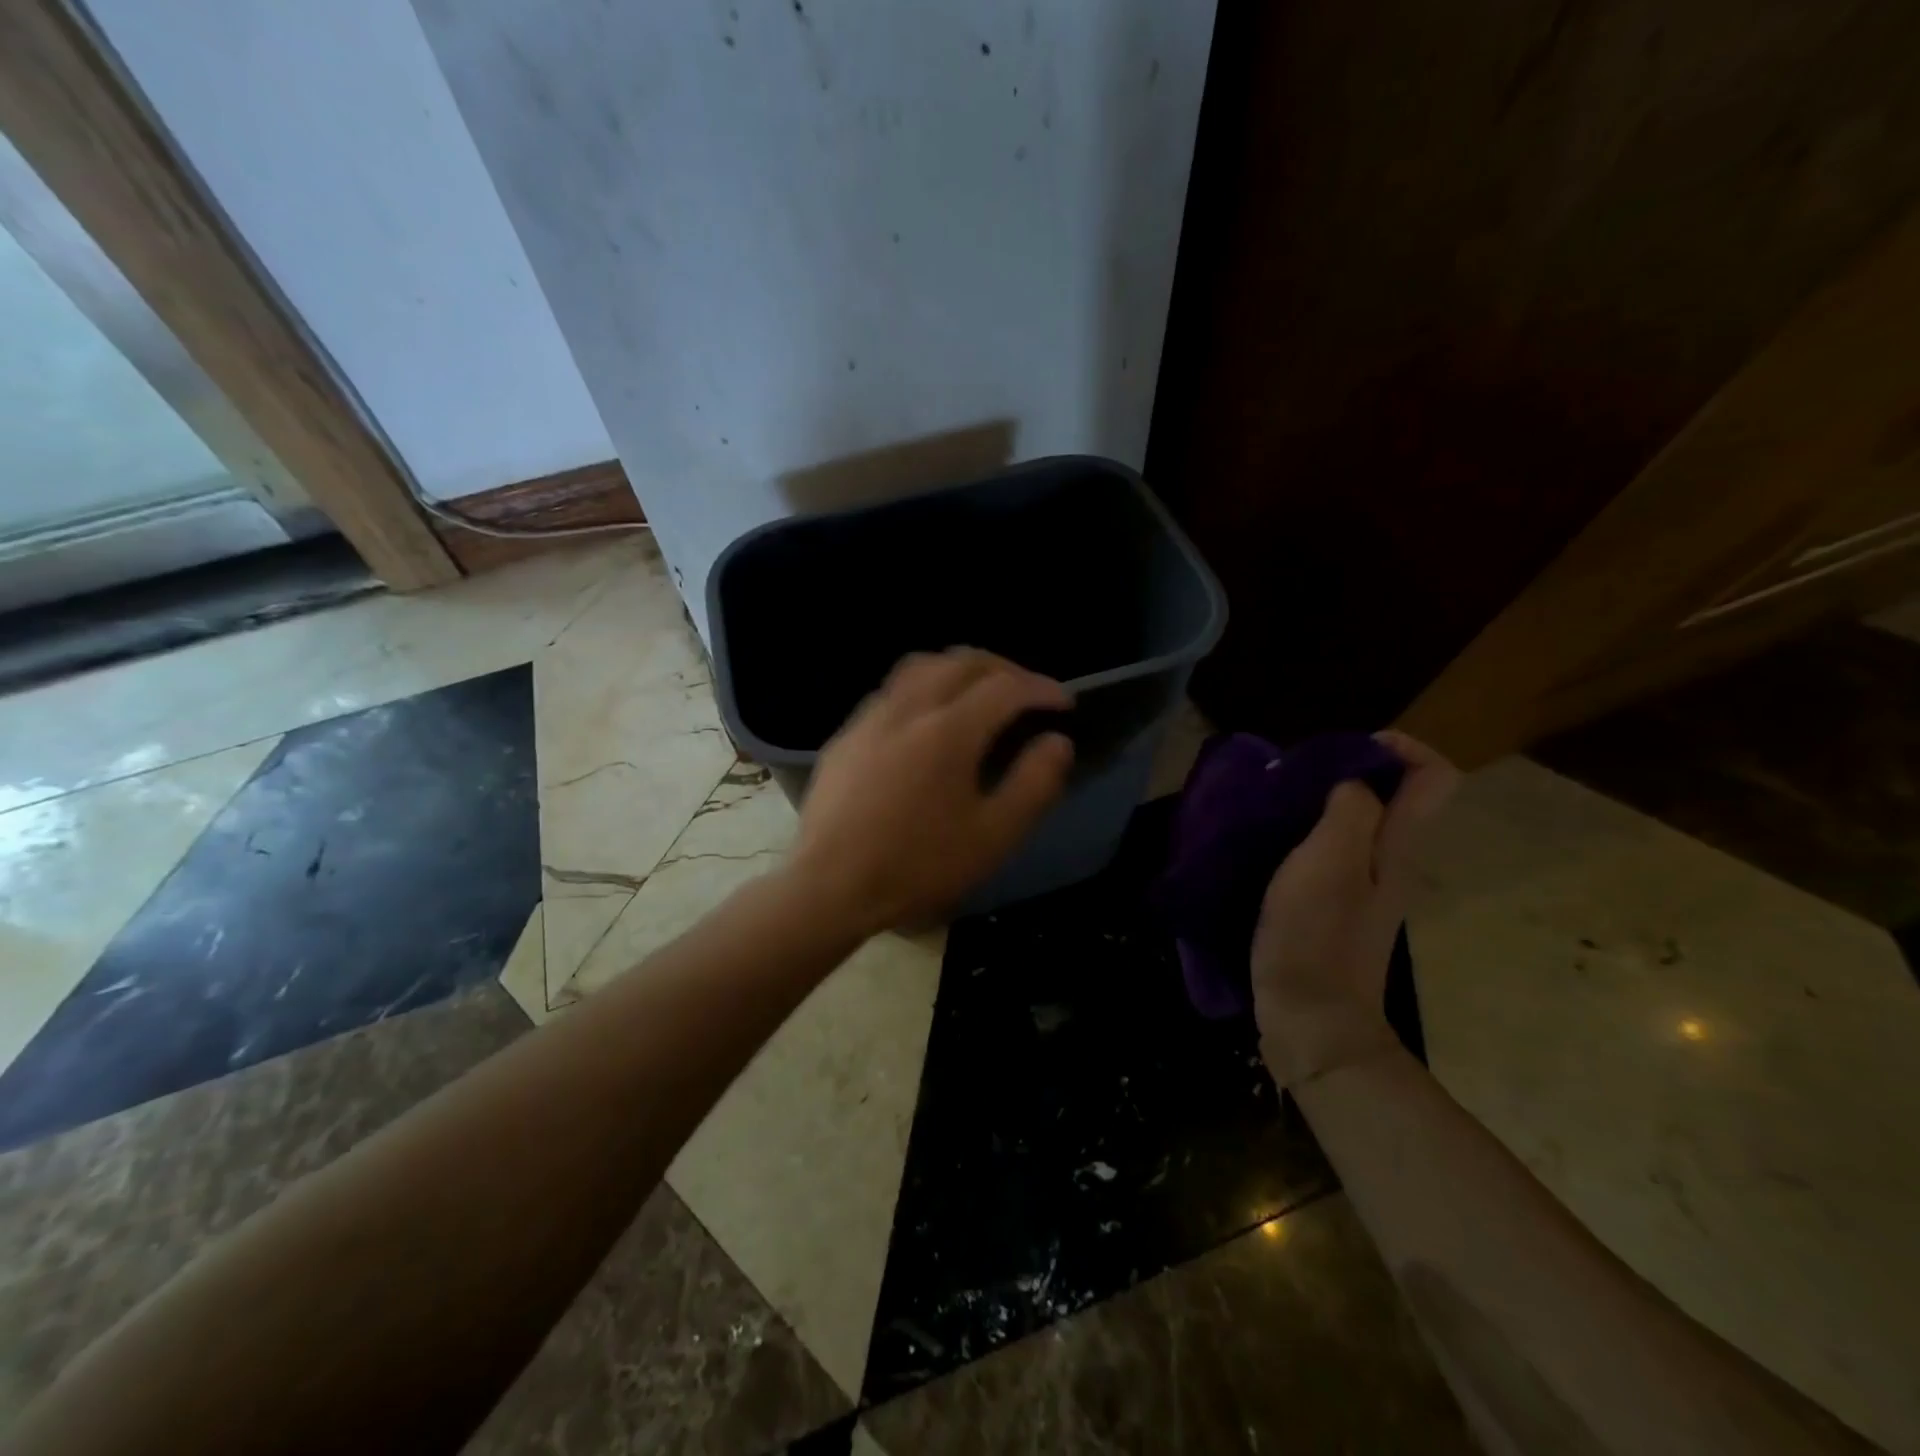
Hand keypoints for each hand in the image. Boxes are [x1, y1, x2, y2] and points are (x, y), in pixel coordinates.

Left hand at [786, 648, 1074, 934]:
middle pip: (962, 661)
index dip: (1042, 688)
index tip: (1064, 704)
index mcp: (949, 730)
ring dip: (959, 669)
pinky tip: (925, 720)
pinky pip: (891, 690)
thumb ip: (1034, 784)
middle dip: (1004, 669)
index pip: (1006, 687)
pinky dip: (923, 687)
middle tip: (1027, 693)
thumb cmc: (918, 866)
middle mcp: (909, 708)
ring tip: (978, 693)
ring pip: (920, 666)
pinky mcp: (846, 735)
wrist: (830, 887)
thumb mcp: (993, 836)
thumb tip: (1057, 742)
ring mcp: (870, 717)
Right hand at [1251, 731, 1457, 1087]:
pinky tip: (1269, 847)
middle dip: (1350, 772)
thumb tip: (1353, 780)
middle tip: (1295, 778)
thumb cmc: (1317, 936)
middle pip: (1393, 797)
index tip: (1347, 749)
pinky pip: (1331, 853)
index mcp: (1397, 847)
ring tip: (1274, 807)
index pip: (1434, 777)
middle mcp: (1391, 862)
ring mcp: (1364, 890)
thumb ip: (1349, 811)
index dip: (1401, 747)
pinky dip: (1306, 837)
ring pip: (1358, 824)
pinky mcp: (1335, 909)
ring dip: (1321, 804)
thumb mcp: (1330, 863)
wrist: (1311, 1020)